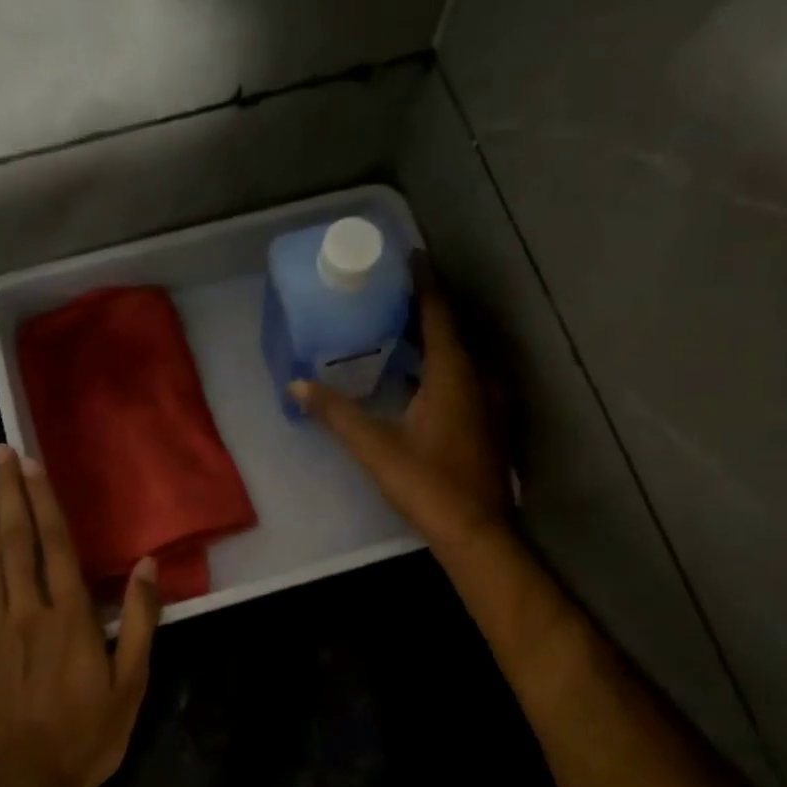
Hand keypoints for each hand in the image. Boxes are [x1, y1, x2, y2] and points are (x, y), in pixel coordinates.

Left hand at [0, 445, 161, 786]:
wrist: (28, 786)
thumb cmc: (88, 734)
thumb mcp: (132, 682)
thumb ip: (139, 620)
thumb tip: (147, 564)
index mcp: (70, 617)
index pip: (57, 545)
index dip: (44, 501)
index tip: (31, 464)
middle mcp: (29, 613)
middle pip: (16, 543)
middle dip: (9, 495)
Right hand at [290, 263, 508, 553]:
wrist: (476, 531)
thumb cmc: (427, 484)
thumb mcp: (375, 447)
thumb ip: (337, 413)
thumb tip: (297, 384)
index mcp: (453, 374)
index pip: (438, 313)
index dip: (424, 283)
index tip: (411, 255)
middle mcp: (478, 378)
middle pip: (451, 330)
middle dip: (424, 309)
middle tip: (390, 294)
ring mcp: (489, 401)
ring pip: (459, 357)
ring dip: (432, 340)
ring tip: (398, 330)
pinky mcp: (488, 422)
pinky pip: (464, 378)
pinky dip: (441, 367)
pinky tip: (417, 379)